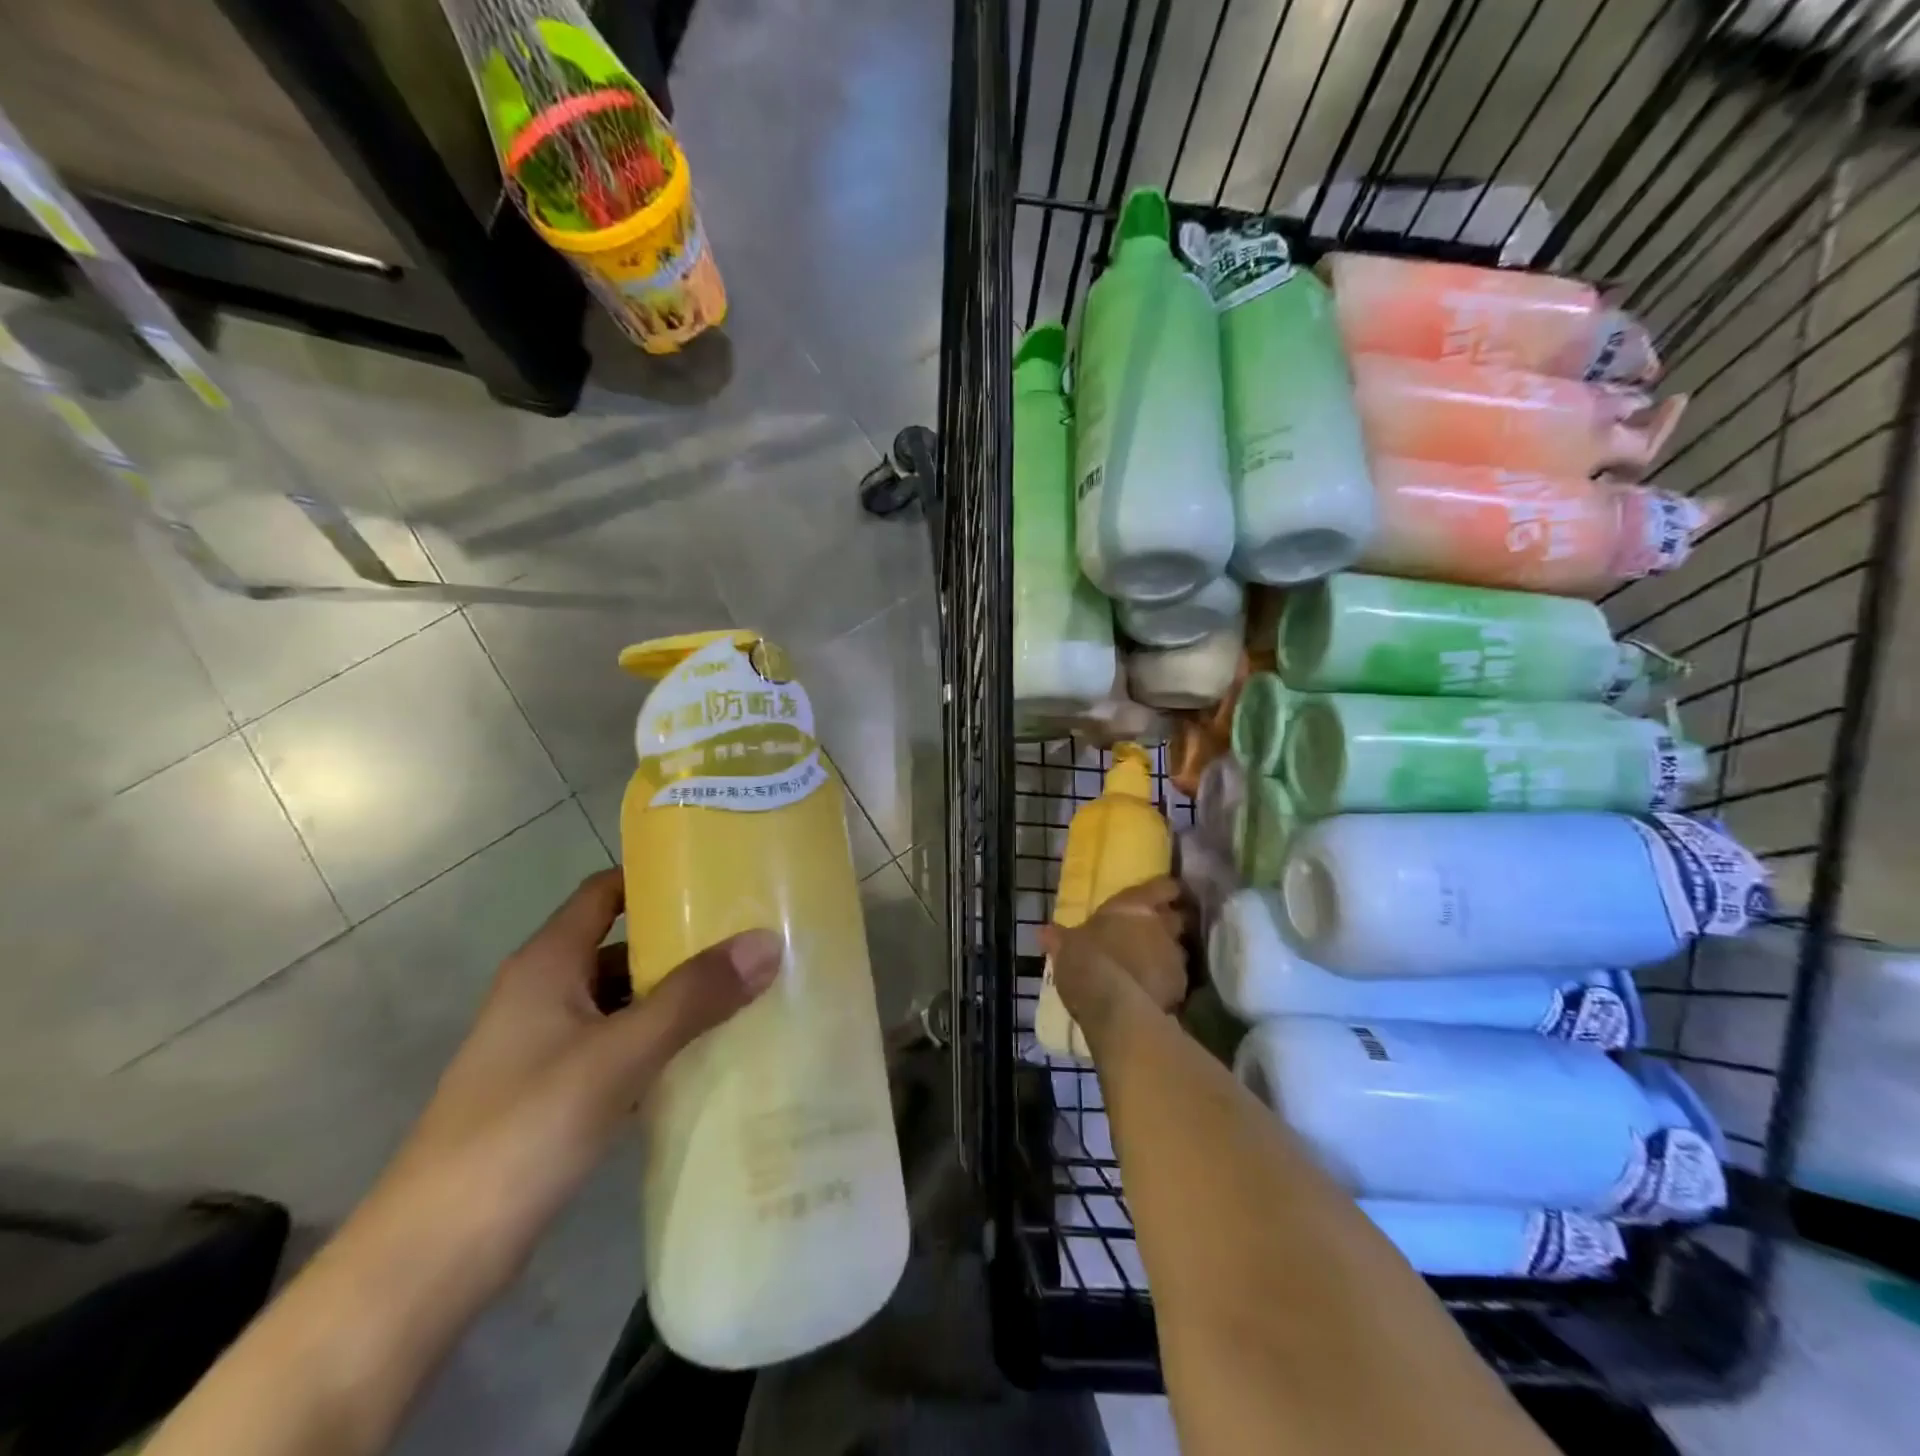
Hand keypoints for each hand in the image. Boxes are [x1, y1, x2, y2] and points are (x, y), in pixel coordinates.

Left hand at [366, 868, 781, 1288]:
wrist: (430, 1260)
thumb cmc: (523, 1131)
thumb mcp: (619, 1055)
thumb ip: (694, 997)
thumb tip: (768, 941)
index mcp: (548, 963)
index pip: (605, 892)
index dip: (656, 879)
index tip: (720, 875)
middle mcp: (544, 991)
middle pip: (622, 945)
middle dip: (683, 941)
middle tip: (752, 937)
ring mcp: (545, 1044)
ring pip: (623, 999)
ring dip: (676, 994)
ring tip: (746, 989)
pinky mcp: (552, 1090)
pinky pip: (619, 1043)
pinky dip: (660, 1038)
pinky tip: (707, 1053)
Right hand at [1039, 878, 1188, 1042]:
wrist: (1113, 1005)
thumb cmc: (1086, 961)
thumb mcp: (1065, 947)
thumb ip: (1060, 937)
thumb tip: (1044, 931)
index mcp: (1134, 905)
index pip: (1164, 886)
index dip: (1166, 890)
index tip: (1163, 896)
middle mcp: (1161, 924)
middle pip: (1178, 917)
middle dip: (1170, 924)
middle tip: (1153, 933)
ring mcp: (1175, 955)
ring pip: (1179, 949)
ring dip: (1167, 955)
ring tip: (1150, 967)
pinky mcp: (1182, 986)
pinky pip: (1177, 979)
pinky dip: (1167, 983)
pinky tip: (1151, 992)